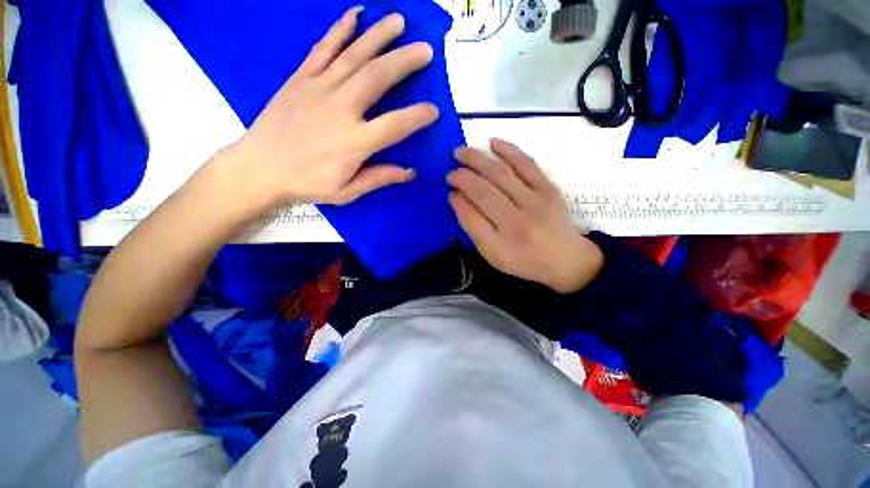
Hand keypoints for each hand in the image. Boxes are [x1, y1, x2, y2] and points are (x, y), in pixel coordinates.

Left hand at [224, 8, 438, 206]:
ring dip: (379, 36)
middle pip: (377, 77)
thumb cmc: (307, 183)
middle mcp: (340, 109)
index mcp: (354, 142)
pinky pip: (323, 48)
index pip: (395, 125)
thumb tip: (409, 172)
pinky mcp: (301, 78)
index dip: (417, 117)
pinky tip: (354, 14)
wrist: (259, 167)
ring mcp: (318, 88)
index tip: (434, 110)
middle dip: (404, 61)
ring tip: (398, 21)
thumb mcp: (347, 191)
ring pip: (354, 55)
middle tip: (426, 50)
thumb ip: (379, 178)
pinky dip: (340, 29)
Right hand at [448, 139, 602, 293]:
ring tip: (460, 152)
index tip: (449, 191)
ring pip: (500, 174)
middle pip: (484, 192)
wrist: (565, 258)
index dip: (457, 201)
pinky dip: (508, 150)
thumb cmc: (523, 259)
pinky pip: (526, 164)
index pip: (471, 217)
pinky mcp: (549, 189)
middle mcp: (517, 224)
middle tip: (450, 172)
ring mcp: (536, 203)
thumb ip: (473, 228)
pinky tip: (492, 142)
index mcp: (500, 247)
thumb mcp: (493, 255)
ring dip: (477, 159)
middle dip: (462, 177)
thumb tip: (457, 197)